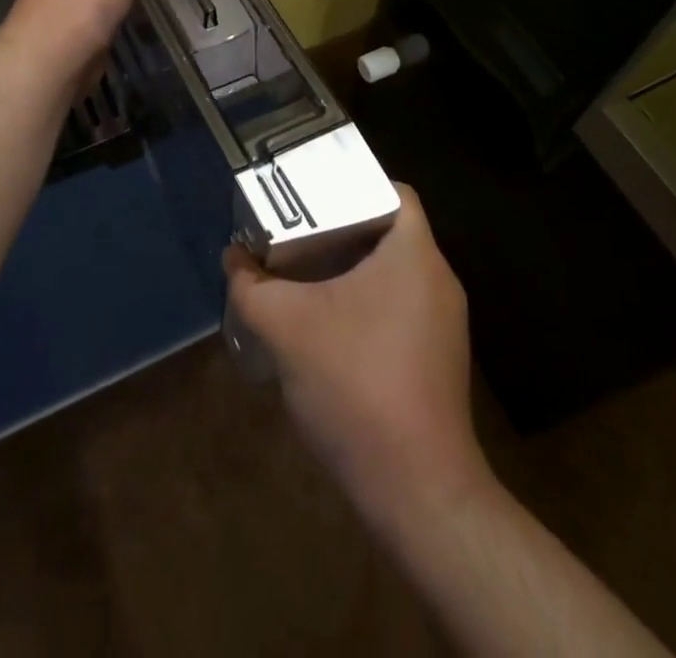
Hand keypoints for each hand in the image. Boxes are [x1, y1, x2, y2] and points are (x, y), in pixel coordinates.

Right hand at [223, 185, 488, 529]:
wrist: (417, 492)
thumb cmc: (356, 386)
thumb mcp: (287, 328)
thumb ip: (251, 286)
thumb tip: (232, 257)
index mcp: (415, 254)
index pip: (394, 191)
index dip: (354, 183)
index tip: (313, 195)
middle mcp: (438, 279)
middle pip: (389, 230)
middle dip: (340, 227)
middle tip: (296, 231)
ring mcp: (443, 322)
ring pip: (392, 272)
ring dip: (350, 268)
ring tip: (303, 273)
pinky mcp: (437, 357)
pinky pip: (399, 306)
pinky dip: (364, 302)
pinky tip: (327, 325)